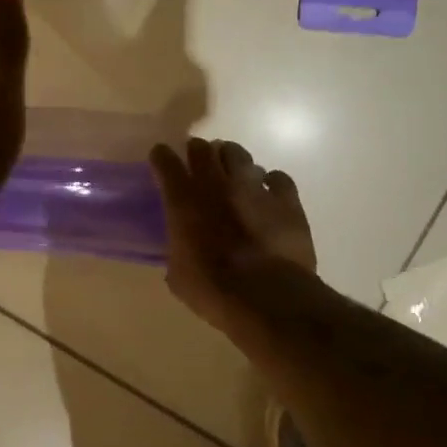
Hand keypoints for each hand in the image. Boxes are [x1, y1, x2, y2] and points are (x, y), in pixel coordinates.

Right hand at [150, 139, 316, 337]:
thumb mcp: (178, 275)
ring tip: (232, 172)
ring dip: (231, 159)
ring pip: (239, 154)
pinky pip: (278, 178)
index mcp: (183, 201)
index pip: (165, 162)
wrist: (268, 297)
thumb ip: (177, 251)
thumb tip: (182, 251)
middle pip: (202, 148)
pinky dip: (271, 182)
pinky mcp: (286, 199)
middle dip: (197, 151)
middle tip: (197, 162)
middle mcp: (216, 184)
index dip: (161, 157)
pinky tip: (269, 192)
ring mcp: (253, 187)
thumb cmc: (213, 289)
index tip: (160, 158)